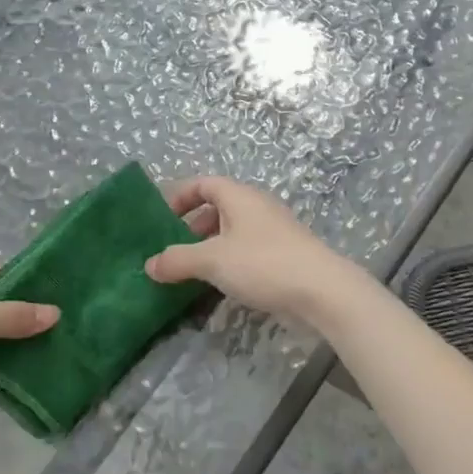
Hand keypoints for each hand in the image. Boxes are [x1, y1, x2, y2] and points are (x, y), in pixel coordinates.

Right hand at [144, 176, 360, 325]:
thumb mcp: (213, 261)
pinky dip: (230, 260)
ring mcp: (273, 229)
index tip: (161, 219)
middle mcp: (256, 206)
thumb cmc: (263, 263)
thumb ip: (178, 260)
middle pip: (218, 207)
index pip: (204, 183)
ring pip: (233, 230)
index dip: (180, 196)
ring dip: (211, 246)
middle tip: (174, 250)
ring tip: (193, 271)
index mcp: (239, 196)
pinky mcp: (284, 253)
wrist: (322, 290)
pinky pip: (247, 249)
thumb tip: (149, 264)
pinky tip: (222, 284)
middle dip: (193, 226)